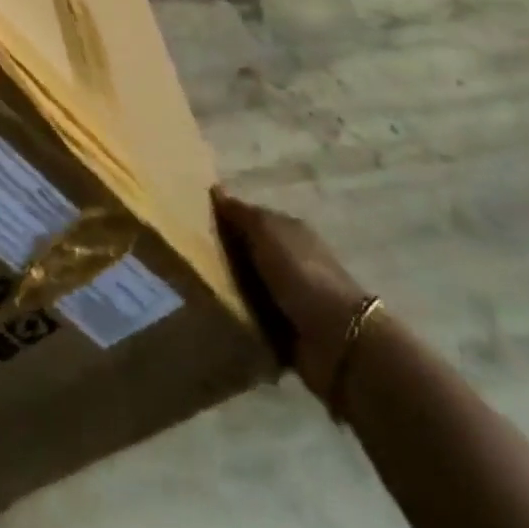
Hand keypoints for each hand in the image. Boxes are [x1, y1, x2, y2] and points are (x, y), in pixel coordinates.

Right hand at [213, 189, 373, 397]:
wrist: (337, 339)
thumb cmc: (300, 273)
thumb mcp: (267, 233)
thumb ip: (241, 214)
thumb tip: (216, 189)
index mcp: (289, 230)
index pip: (252, 218)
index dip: (227, 219)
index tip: (197, 224)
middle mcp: (291, 259)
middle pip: (250, 251)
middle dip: (226, 255)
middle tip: (191, 258)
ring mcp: (291, 295)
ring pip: (250, 284)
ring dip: (232, 288)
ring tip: (198, 288)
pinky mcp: (287, 330)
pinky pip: (255, 317)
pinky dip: (242, 317)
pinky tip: (219, 315)